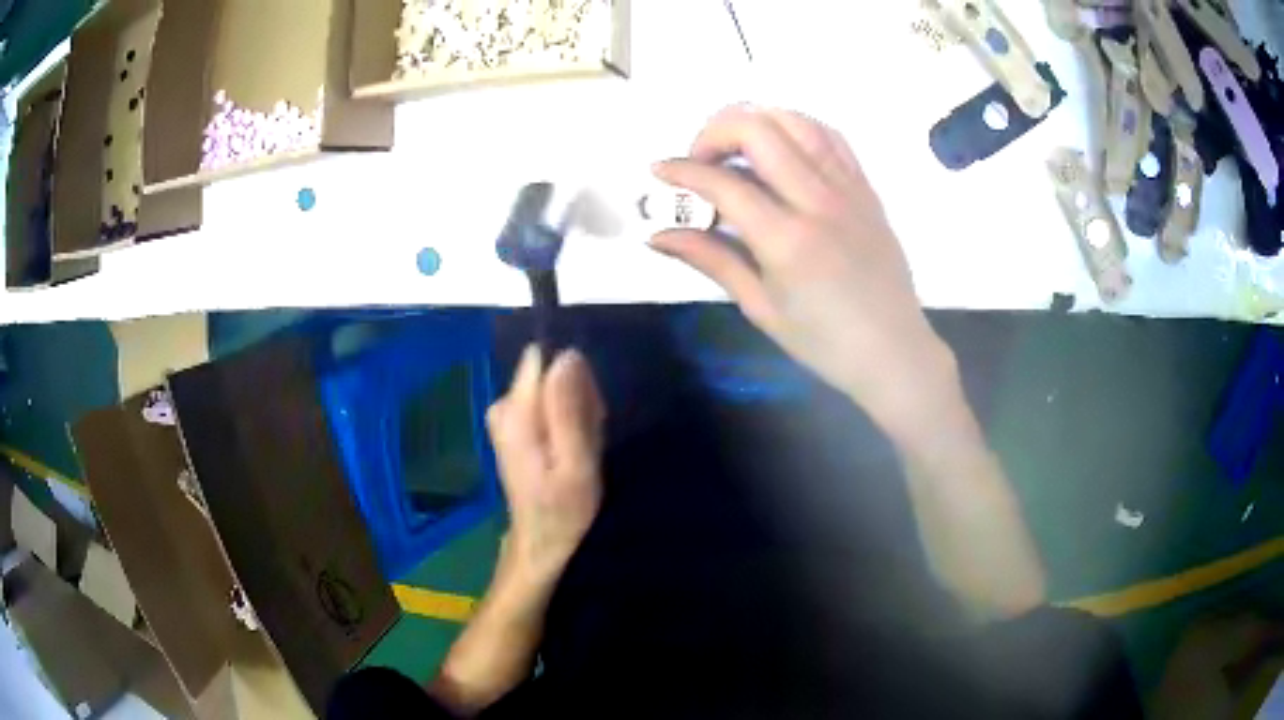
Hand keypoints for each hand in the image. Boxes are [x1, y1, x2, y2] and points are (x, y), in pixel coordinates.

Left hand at [486, 345, 605, 585]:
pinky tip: (572, 447)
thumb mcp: (576, 463)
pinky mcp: (512, 424)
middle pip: (548, 374)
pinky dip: (565, 420)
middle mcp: (503, 406)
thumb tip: (567, 355)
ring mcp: (504, 415)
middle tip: (589, 436)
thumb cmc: (563, 507)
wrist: (541, 540)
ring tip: (582, 446)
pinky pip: (546, 403)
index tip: (589, 410)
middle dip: (576, 396)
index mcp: (515, 413)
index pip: (544, 361)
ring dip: (574, 410)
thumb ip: (569, 409)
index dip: (574, 379)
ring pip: (550, 389)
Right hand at [652, 106, 956, 438]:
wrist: (894, 351)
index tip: (660, 172)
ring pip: (796, 121)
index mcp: (787, 240)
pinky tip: (781, 148)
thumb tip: (657, 236)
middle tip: (701, 160)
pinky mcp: (865, 188)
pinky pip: (830, 136)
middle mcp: (818, 201)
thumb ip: (711, 260)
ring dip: (756, 121)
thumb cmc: (824, 342)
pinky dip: (796, 128)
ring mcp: (848, 188)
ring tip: (737, 148)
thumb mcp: (760, 307)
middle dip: (715, 131)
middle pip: (758, 129)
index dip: (682, 171)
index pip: (723, 183)